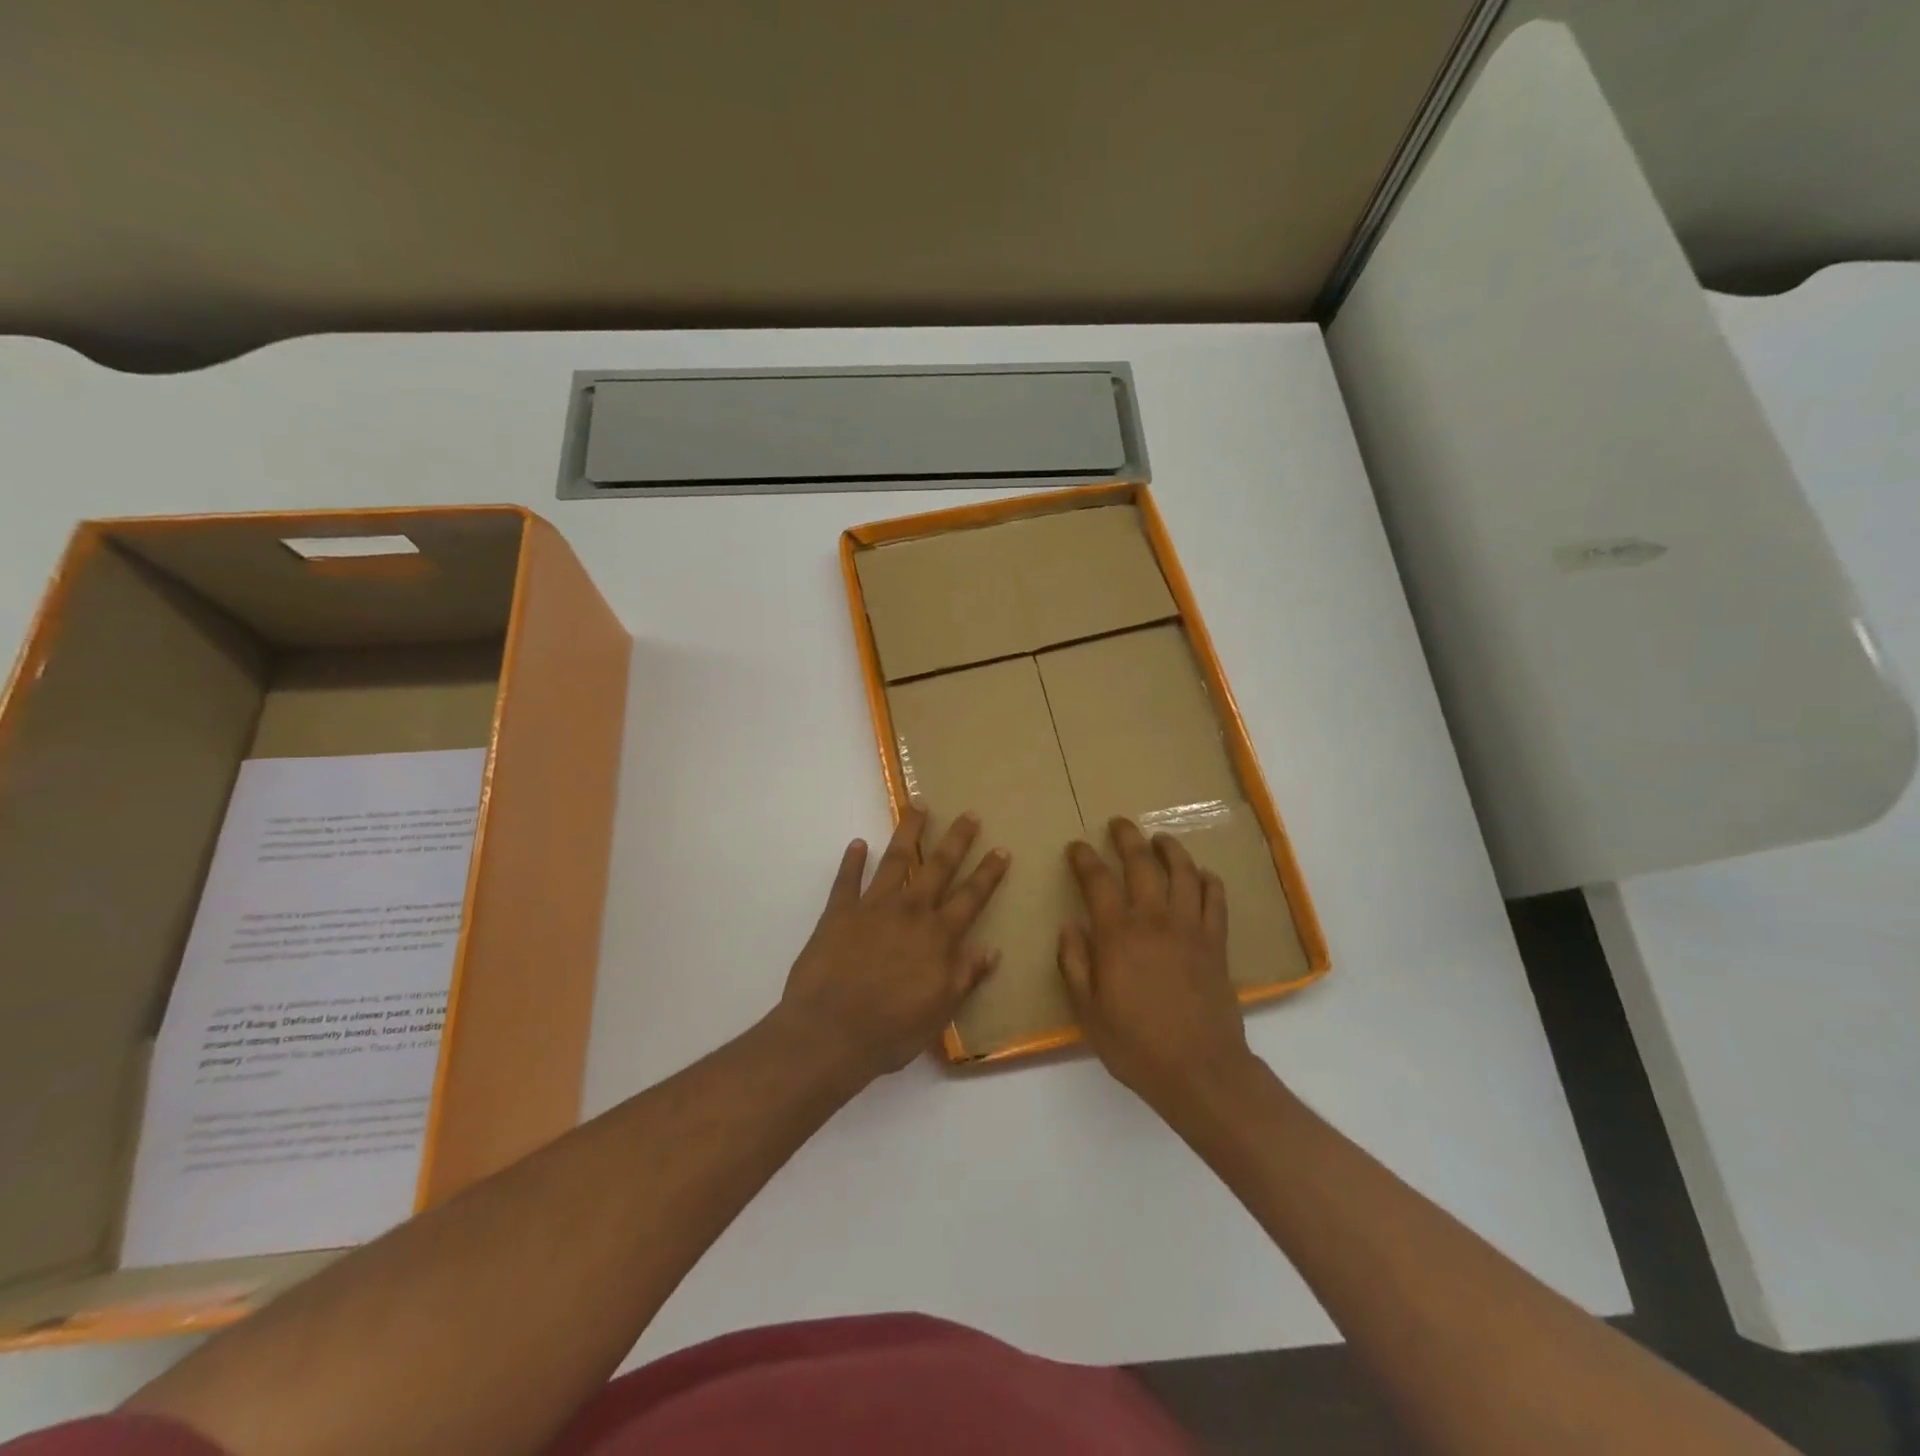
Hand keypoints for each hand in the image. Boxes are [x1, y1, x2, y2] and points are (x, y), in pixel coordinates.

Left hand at [776, 807, 1009, 1085]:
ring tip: (918, 805)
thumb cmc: (891, 1029)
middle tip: (969, 814)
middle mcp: (910, 912)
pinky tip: (858, 843)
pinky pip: (846, 880)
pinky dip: (852, 861)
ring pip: (896, 860)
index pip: (971, 897)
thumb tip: (992, 949)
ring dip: (909, 831)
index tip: (1002, 849)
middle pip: (938, 867)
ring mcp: (872, 907)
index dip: (988, 874)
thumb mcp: (940, 1011)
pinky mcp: (838, 913)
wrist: (830, 1032)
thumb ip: (966, 976)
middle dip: (956, 839)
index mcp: (938, 936)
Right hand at [1059, 817, 1256, 1113]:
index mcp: (1118, 934)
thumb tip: (1070, 927)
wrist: (1199, 1070)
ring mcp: (1190, 928)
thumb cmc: (1135, 1043)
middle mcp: (1154, 920)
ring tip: (1160, 838)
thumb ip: (1075, 964)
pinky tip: (1202, 875)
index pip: (1098, 881)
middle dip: (1128, 838)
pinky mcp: (1216, 943)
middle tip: (1119, 824)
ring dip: (1170, 849)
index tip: (1076, 847)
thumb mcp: (1087, 1011)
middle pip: (1142, 864)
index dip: (1085, 859)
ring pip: (1183, 872)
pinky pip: (1215, 899)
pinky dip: (1208, 880)